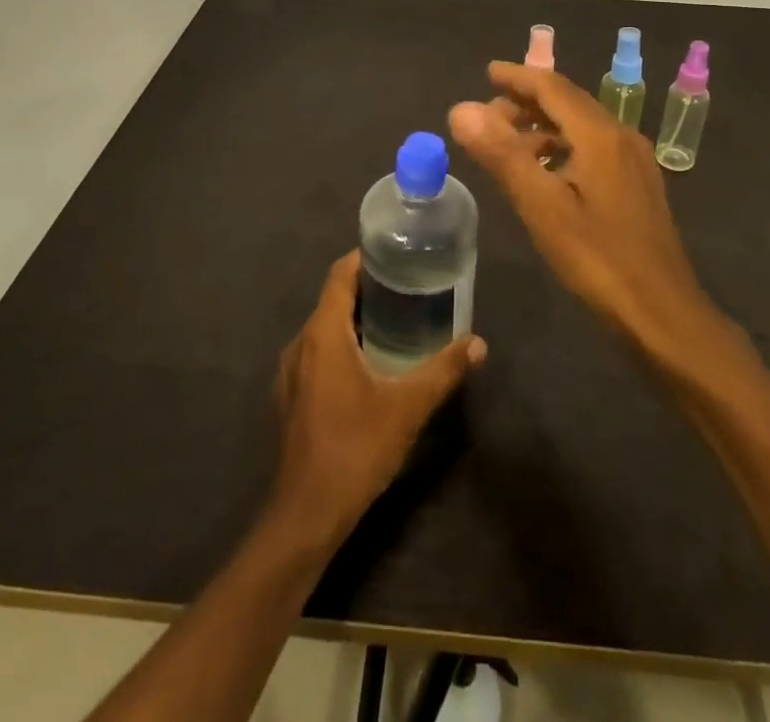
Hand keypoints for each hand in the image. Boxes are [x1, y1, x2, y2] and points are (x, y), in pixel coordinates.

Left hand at [269, 250, 485, 549]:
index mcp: (322, 334)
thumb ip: (443, 371)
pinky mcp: (291, 397)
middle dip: (368, 289)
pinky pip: (318, 353)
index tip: (396, 253)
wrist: (306, 515)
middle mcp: (301, 344)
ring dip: (355, 319)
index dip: (365, 258)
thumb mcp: (407, 408)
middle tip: (408, 286)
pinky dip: (343, 345)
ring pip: (325, 329)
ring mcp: (291, 373)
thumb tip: (478, 344)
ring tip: (395, 320)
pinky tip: (371, 364)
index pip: (339, 275)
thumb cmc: (355, 449)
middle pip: (333, 299)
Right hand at [450, 62, 722, 366]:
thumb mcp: (542, 206)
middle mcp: (622, 136)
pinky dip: (562, 146)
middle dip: (527, 101)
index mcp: (601, 134)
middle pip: (569, 102)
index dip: (517, 77)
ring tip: (507, 144)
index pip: (552, 87)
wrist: (662, 313)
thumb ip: (502, 154)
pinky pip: (593, 147)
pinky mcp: (638, 185)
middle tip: (487, 116)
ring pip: (582, 126)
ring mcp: (635, 161)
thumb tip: (461, 109)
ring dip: (543, 126)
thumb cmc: (598, 259)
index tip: (486, 72)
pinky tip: (545, 173)